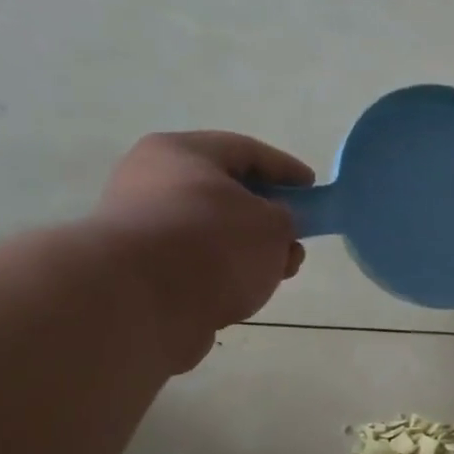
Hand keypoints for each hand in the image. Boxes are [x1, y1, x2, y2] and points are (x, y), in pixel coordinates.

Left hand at [92, 131, 312, 369]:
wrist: (140, 303)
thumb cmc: (212, 244)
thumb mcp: (272, 224)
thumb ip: (285, 218)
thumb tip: (273, 226)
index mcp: (181, 154)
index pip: (246, 150)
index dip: (286, 169)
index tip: (313, 190)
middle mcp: (153, 182)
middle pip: (226, 194)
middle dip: (268, 217)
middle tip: (296, 239)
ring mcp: (143, 229)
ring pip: (213, 234)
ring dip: (251, 251)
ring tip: (279, 274)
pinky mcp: (142, 272)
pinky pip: (198, 265)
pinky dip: (226, 275)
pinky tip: (246, 293)